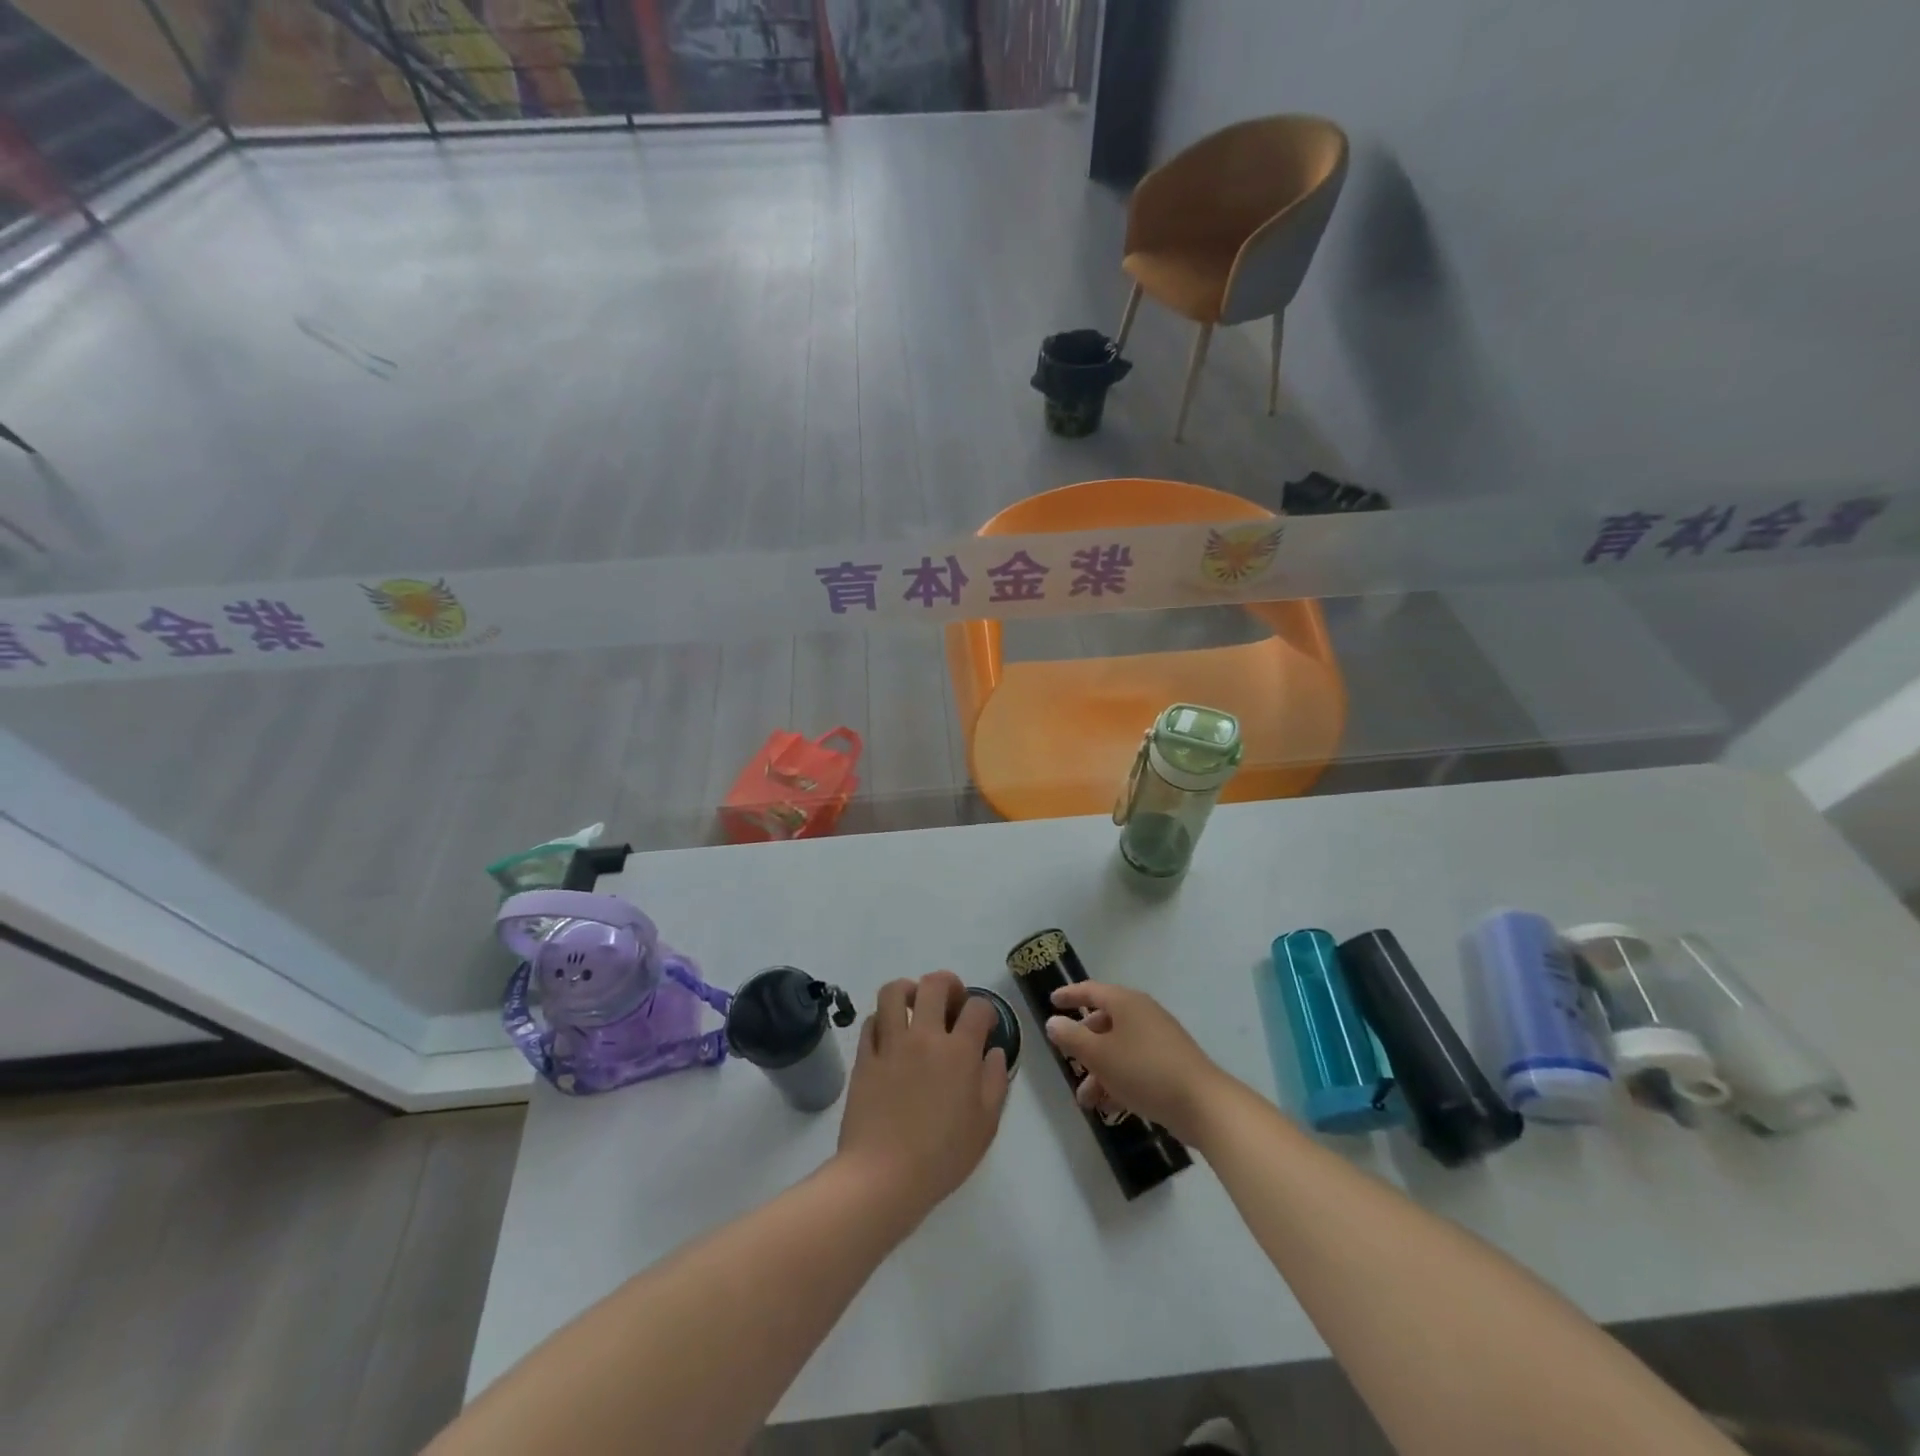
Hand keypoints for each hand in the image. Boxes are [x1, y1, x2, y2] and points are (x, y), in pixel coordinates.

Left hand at [836, 971, 1010, 1231]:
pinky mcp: (864, 1057)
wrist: (883, 1176)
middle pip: (934, 984)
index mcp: (959, 1052)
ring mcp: (890, 1044)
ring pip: (894, 991)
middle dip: (948, 983)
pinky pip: (871, 1021)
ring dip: (908, 990)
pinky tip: (890, 1034)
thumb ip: (995, 1082)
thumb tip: (993, 1052)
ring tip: (915, 1006)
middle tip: (951, 1001)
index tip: (984, 1024)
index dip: (985, 1010)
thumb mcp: (985, 1126)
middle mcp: (924, 1037)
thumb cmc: (941, 1156)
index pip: (977, 1008)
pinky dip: (883, 1019)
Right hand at [1045, 982, 1234, 1145]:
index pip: (1091, 990)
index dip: (1070, 995)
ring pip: (1119, 1048)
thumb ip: (1072, 1037)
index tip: (1052, 1001)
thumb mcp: (1100, 1055)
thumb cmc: (1144, 1070)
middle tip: (1069, 1063)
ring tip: (1087, 1101)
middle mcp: (1142, 1014)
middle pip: (1104, 1022)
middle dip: (1083, 1046)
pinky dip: (1119, 1080)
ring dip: (1099, 1071)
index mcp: (1126, 1002)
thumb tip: (1054, 1022)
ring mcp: (1159, 1039)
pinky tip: (1110, 1107)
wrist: (1202, 1104)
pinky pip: (1135, 1065)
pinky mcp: (1170, 1064)